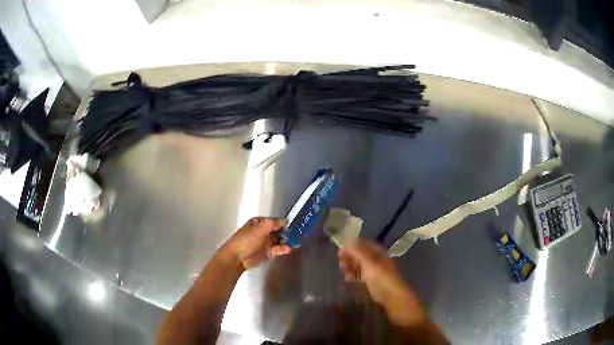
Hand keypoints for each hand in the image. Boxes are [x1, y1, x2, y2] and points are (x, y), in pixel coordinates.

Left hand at [218, 217, 290, 270]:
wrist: (237, 257)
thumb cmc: (246, 240)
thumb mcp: (259, 228)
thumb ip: (273, 223)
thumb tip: (285, 220)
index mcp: (258, 223)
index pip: (273, 221)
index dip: (282, 223)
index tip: (293, 225)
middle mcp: (262, 231)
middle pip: (278, 231)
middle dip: (286, 233)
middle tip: (296, 235)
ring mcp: (265, 242)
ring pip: (278, 240)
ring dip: (286, 241)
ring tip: (294, 243)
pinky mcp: (267, 252)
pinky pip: (277, 249)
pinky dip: (282, 249)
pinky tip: (287, 249)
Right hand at [338, 239, 425, 326]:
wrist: (391, 296)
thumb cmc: (381, 277)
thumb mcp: (369, 262)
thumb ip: (358, 252)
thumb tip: (348, 239)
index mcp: (379, 253)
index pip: (365, 244)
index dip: (354, 244)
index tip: (342, 247)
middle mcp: (377, 261)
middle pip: (362, 255)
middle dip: (351, 255)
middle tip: (339, 258)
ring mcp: (375, 272)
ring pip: (360, 266)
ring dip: (351, 265)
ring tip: (341, 267)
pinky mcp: (372, 283)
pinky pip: (361, 276)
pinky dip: (354, 275)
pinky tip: (347, 278)